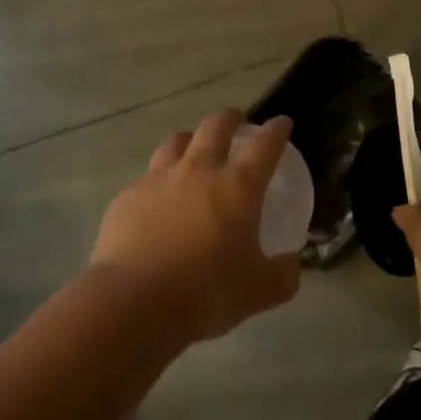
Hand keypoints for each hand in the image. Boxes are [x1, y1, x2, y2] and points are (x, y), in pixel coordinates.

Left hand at [90, 110, 300, 342]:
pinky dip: (157, 182)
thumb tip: (292, 265)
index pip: (264, 146)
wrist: (134, 301)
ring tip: (193, 149)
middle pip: (216, 126)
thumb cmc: (205, 292)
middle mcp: (198, 171)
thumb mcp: (258, 291)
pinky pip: (146, 178)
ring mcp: (159, 179)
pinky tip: (156, 200)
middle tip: (236, 122)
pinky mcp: (128, 196)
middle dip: (230, 118)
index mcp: (237, 187)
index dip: (276, 130)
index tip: (282, 123)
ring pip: (176, 142)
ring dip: (189, 140)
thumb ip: (282, 276)